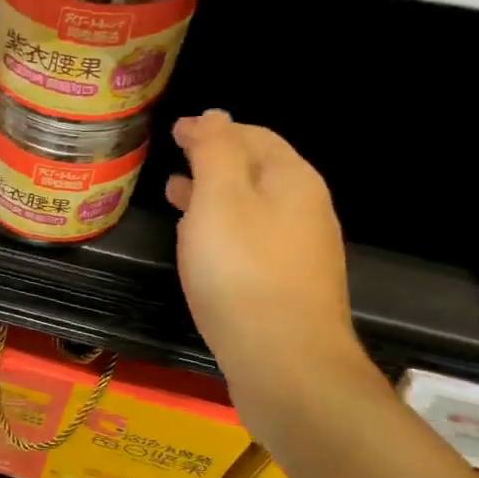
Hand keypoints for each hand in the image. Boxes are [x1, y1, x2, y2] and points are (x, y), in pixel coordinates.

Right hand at [166, 110, 372, 419]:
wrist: (285, 362)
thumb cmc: (243, 273)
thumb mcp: (220, 199)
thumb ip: (216, 151)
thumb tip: (214, 115)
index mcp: (291, 180)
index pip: (251, 136)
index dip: (212, 129)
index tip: (174, 131)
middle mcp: (305, 209)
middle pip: (257, 171)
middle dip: (215, 160)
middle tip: (174, 160)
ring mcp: (301, 251)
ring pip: (253, 209)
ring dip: (215, 197)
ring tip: (175, 198)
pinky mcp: (288, 287)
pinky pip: (252, 242)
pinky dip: (223, 230)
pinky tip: (201, 248)